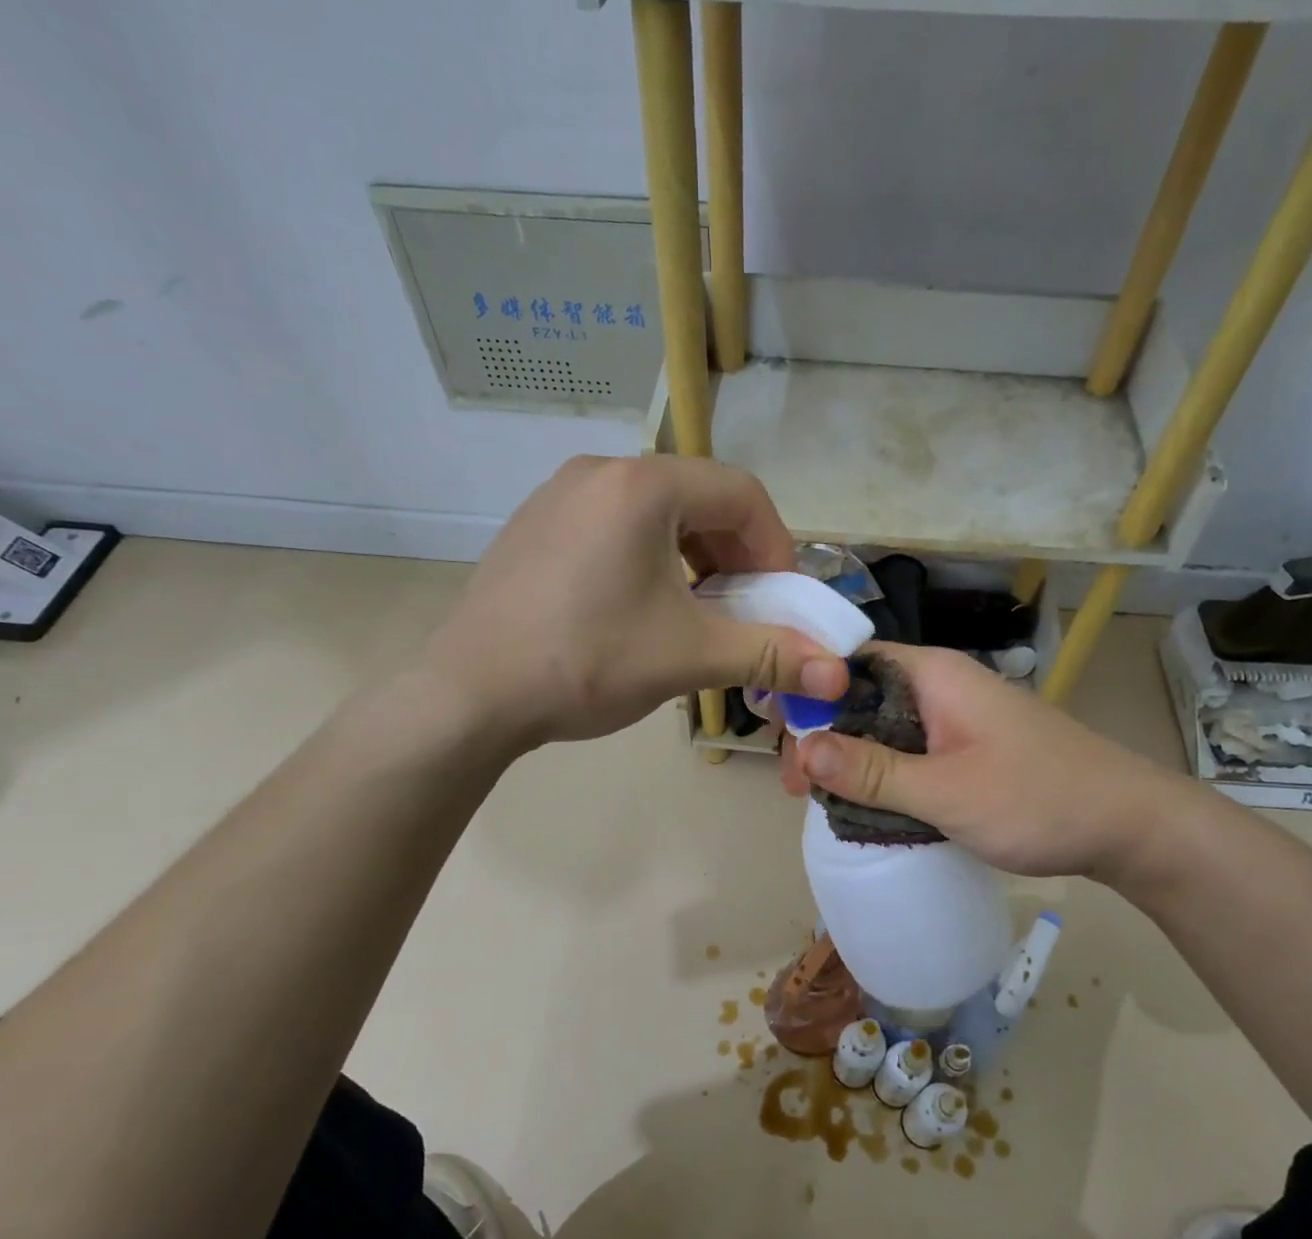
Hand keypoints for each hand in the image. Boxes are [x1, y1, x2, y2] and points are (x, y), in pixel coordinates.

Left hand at [430, 455, 849, 747]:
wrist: (470, 695)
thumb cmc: (587, 663)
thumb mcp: (689, 656)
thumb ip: (770, 654)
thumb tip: (840, 674)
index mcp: (643, 486)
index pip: (743, 495)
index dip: (777, 550)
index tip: (781, 603)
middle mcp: (601, 471)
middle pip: (700, 500)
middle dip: (736, 557)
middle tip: (743, 612)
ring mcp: (560, 495)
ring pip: (657, 515)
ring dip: (694, 561)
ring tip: (695, 615)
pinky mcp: (537, 526)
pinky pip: (615, 528)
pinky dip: (649, 561)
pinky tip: (640, 611)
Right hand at [786, 644, 1196, 881]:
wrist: (1129, 827)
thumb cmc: (1038, 799)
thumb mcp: (946, 791)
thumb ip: (873, 771)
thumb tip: (803, 747)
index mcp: (933, 675)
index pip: (848, 663)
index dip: (807, 693)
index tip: (780, 739)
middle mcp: (940, 686)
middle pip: (860, 697)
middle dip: (822, 736)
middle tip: (796, 788)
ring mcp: (956, 718)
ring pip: (882, 728)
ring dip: (849, 759)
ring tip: (817, 799)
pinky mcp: (968, 749)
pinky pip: (908, 751)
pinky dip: (881, 774)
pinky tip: (862, 804)